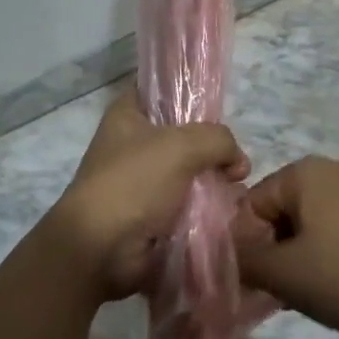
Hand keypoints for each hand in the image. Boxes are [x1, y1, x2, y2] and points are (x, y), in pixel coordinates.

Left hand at [45, 91, 249, 302]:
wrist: (101, 250)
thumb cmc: (134, 182)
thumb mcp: (182, 146)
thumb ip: (217, 139)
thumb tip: (238, 161)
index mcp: (128, 113)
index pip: (162, 89)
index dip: (191, 93)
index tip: (221, 109)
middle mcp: (131, 143)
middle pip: (181, 133)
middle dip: (211, 146)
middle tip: (236, 162)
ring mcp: (140, 180)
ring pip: (186, 170)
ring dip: (211, 180)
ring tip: (236, 188)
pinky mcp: (149, 214)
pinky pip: (185, 203)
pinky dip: (204, 207)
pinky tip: (226, 210)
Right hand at [234, 157, 338, 336]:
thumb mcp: (290, 275)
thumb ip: (248, 264)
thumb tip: (226, 257)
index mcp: (302, 173)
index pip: (250, 206)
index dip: (245, 249)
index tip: (255, 287)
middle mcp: (331, 170)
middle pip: (281, 214)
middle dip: (276, 255)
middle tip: (285, 296)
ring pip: (313, 225)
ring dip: (304, 259)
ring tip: (318, 297)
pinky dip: (335, 256)